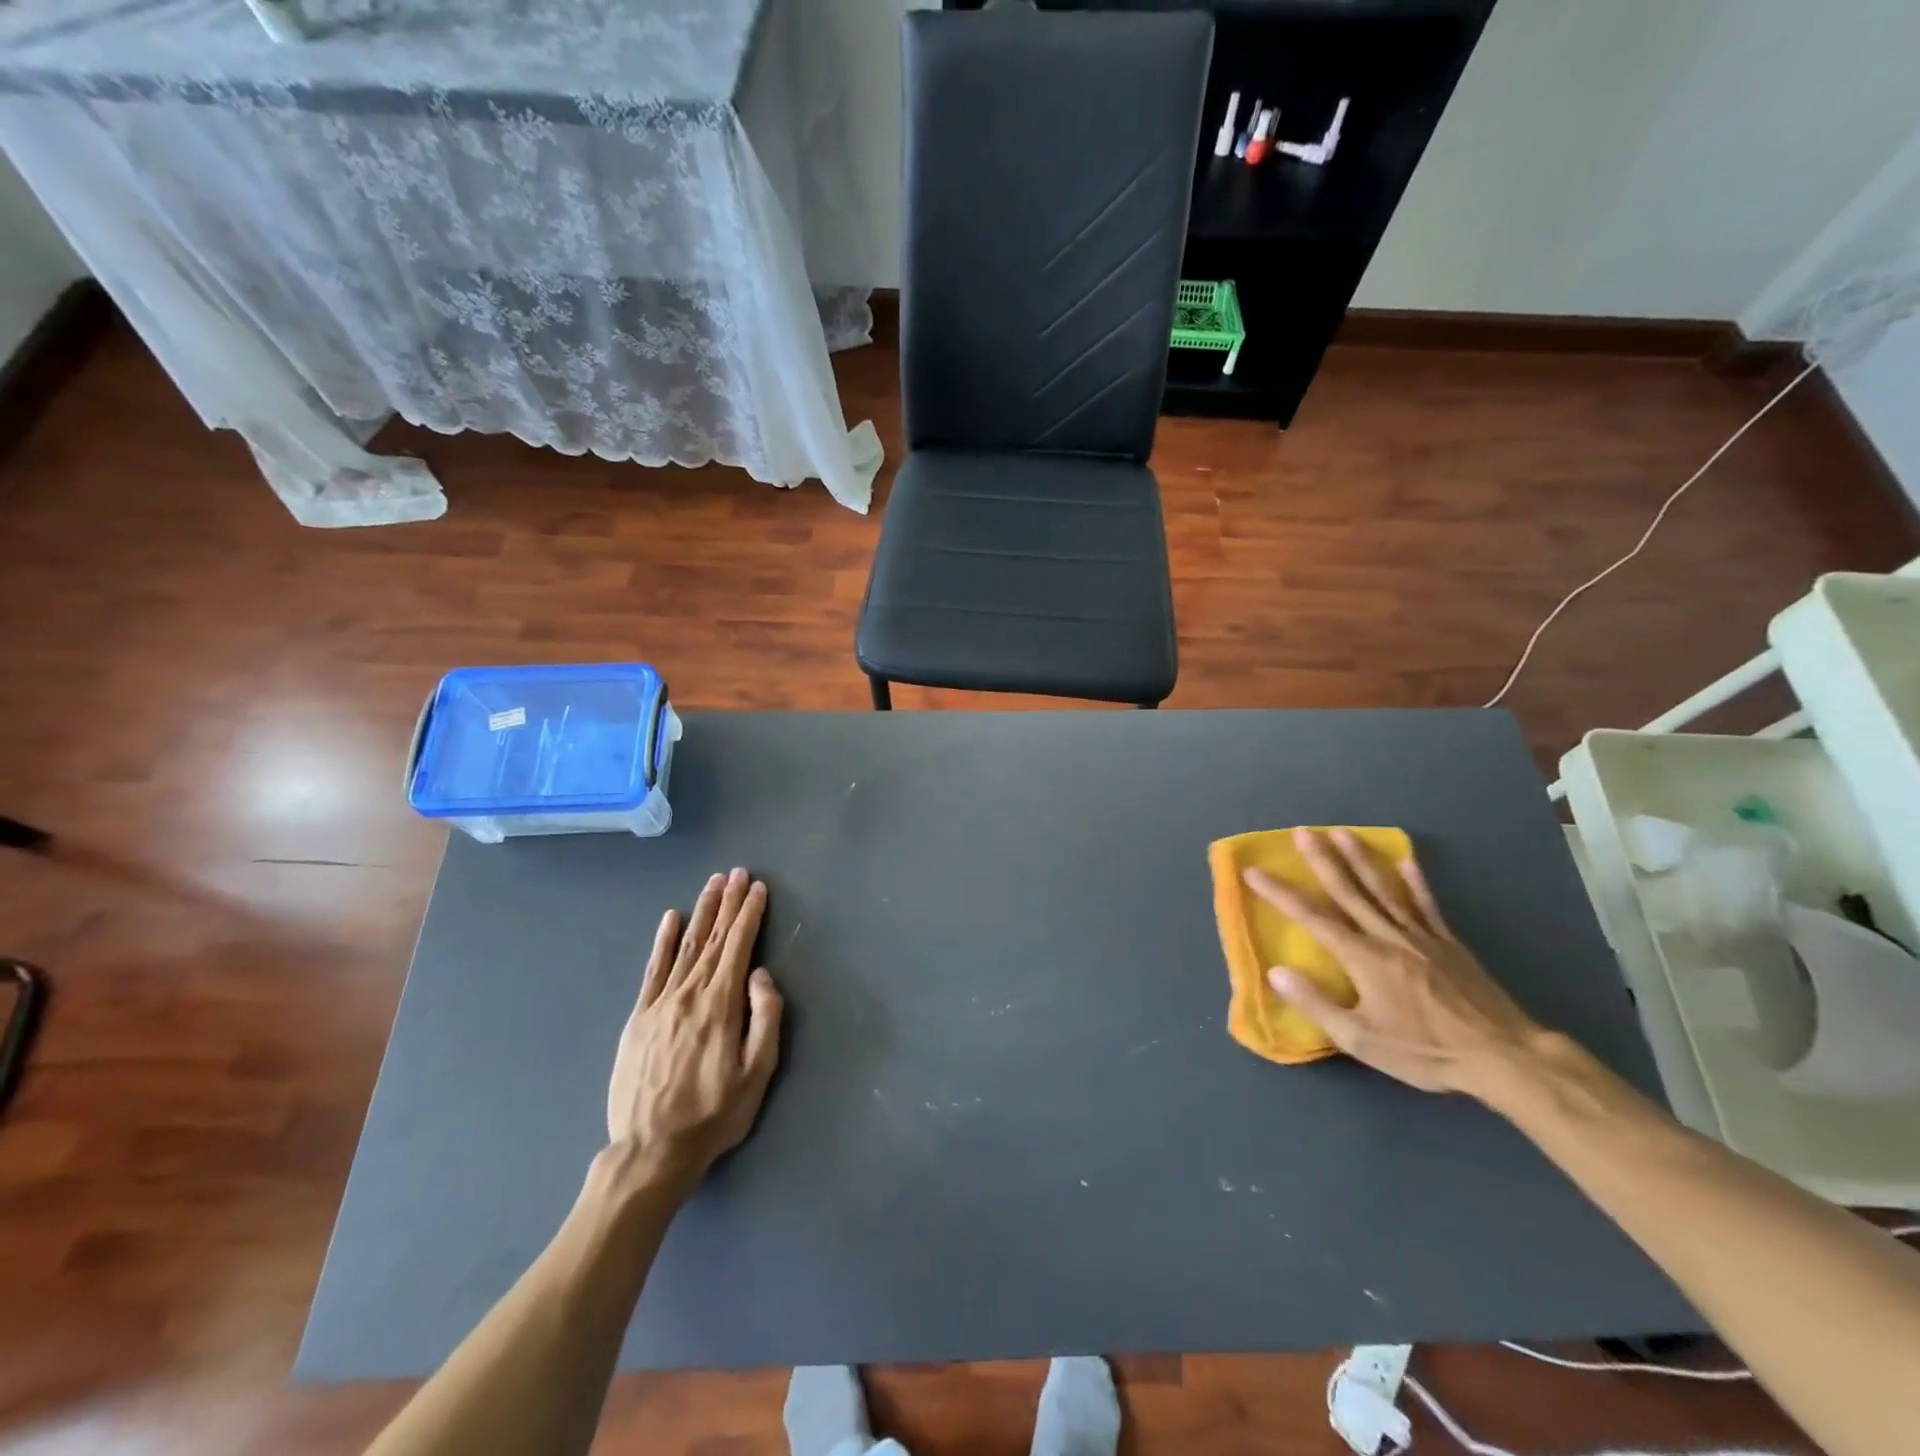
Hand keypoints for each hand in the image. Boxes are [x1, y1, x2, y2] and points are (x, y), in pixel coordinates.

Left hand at [606, 868, 783, 1184]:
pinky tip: (670, 919)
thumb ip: (765, 1018)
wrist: (650, 1151)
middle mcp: (689, 994)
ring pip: (685, 946)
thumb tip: (760, 974)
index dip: (749, 914)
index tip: (757, 888)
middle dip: (728, 903)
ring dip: (701, 912)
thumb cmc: (714, 1114)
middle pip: (713, 938)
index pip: (738, 947)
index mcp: (720, 1005)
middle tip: (737, 873)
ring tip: (713, 884)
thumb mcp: (757, 1073)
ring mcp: (660, 1003)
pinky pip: (653, 970)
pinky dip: (663, 941)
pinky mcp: (639, 1017)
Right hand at [1243, 829, 1541, 1094]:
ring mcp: (1421, 936)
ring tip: (1342, 833)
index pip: (1312, 918)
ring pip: (1384, 889)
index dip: (1280, 893)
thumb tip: (1276, 971)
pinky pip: (1426, 905)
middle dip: (1322, 859)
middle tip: (1302, 832)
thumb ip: (1316, 1003)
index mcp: (1363, 958)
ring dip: (1361, 858)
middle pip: (1349, 890)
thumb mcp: (1361, 1039)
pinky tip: (1406, 862)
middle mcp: (1388, 936)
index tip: (1254, 871)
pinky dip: (1415, 882)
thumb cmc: (1425, 1051)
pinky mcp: (1448, 944)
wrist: (1503, 1057)